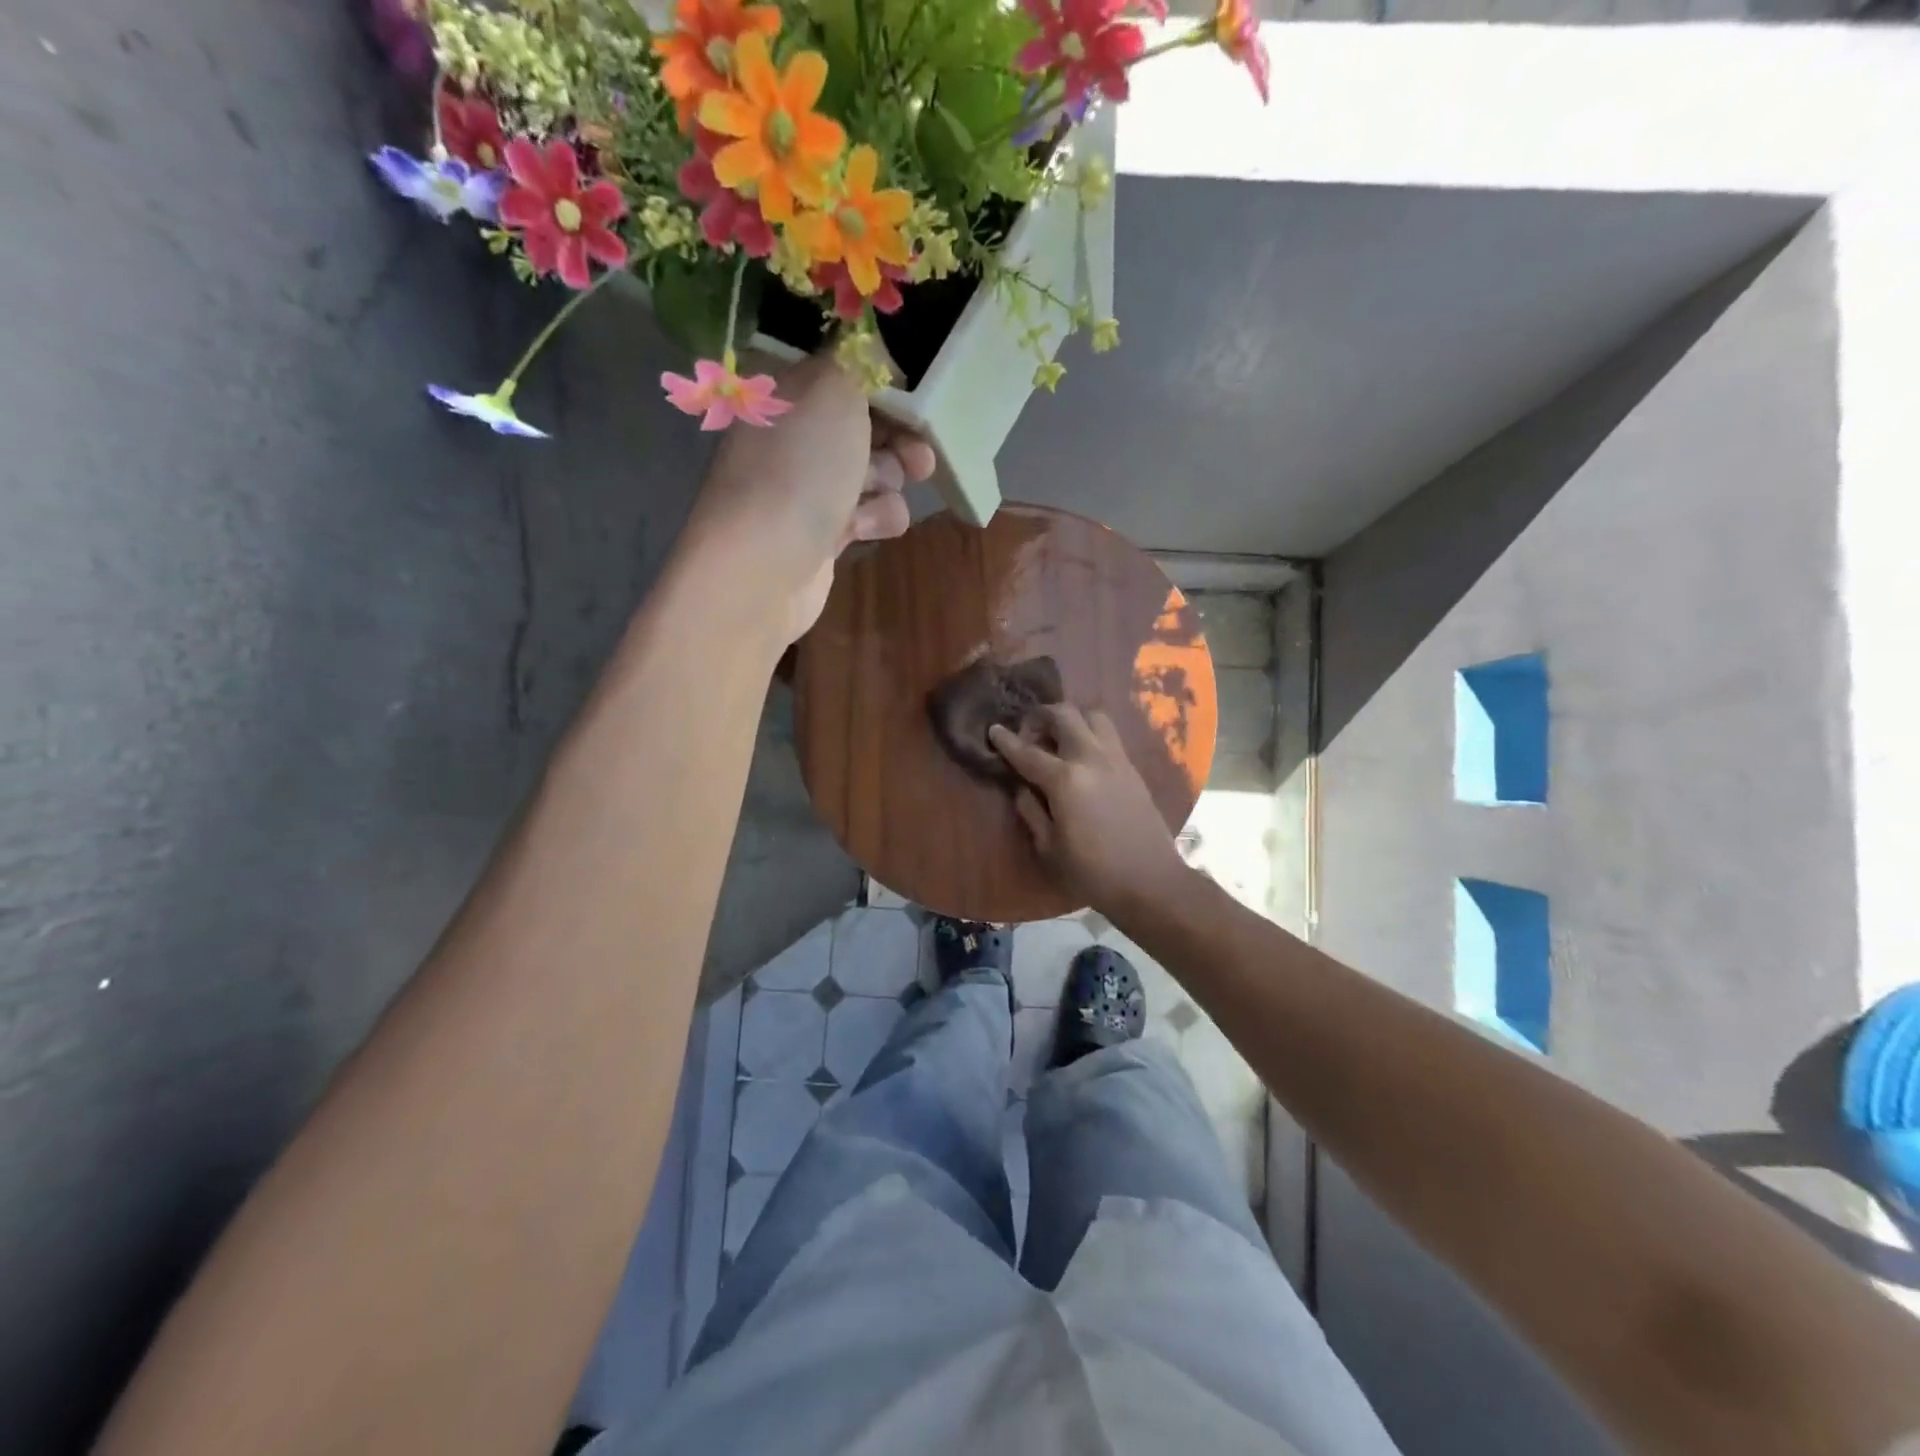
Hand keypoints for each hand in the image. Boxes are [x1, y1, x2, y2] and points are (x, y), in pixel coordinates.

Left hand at [686, 352, 934, 643]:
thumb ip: (860, 360)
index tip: (918, 398)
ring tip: (877, 494)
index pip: (845, 374)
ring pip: (875, 473)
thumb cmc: (800, 467)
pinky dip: (874, 520)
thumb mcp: (834, 389)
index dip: (886, 385)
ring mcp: (808, 487)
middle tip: (920, 455)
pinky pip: (868, 515)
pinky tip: (860, 531)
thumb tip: (874, 350)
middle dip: (899, 439)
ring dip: (888, 483)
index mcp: (786, 391)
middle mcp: (795, 435)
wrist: (764, 566)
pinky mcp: (824, 533)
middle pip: (867, 426)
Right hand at [989, 706, 1189, 915]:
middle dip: (1040, 717)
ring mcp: (1116, 759)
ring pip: (1092, 715)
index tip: (993, 730)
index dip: (1007, 741)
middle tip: (1029, 735)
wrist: (1151, 881)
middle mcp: (1091, 758)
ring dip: (1071, 718)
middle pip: (1064, 715)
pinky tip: (1082, 755)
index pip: (1027, 752)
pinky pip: (1109, 735)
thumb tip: (1022, 788)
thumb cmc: (1093, 872)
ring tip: (1058, 739)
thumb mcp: (1049, 848)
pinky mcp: (1133, 768)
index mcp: (1065, 780)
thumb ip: (1031, 811)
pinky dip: (1090, 732)